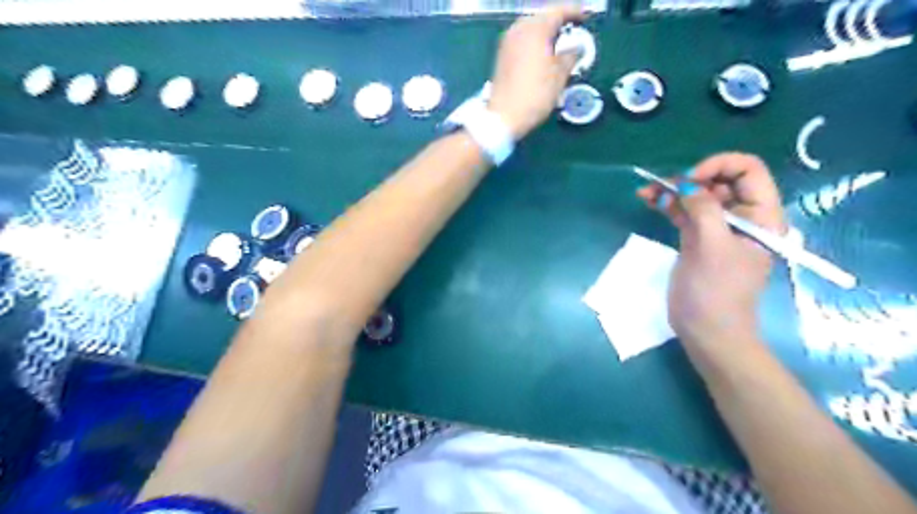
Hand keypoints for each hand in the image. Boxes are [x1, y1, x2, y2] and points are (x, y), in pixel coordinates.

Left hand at [490, 9, 581, 139]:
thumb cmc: (535, 94)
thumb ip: (571, 56)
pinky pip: (522, 40)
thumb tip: (577, 48)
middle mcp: (519, 29)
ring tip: (559, 43)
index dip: (575, 14)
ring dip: (545, 32)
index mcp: (535, 29)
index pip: (558, 12)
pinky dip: (534, 42)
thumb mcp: (560, 76)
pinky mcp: (502, 56)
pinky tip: (542, 53)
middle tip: (573, 30)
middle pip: (542, 17)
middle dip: (558, 22)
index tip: (586, 19)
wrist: (504, 116)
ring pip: (530, 28)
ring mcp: (507, 42)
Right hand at [640, 154, 787, 348]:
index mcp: (761, 216)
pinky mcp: (697, 238)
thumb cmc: (716, 291)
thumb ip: (703, 210)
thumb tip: (686, 184)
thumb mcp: (712, 247)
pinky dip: (666, 204)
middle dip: (689, 179)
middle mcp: (742, 217)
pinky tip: (648, 200)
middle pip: (718, 181)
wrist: (706, 330)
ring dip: (671, 190)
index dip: (719, 166)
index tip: (690, 179)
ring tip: (645, 191)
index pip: (748, 171)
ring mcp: (717, 228)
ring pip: (697, 196)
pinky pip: (683, 212)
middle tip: (662, 186)